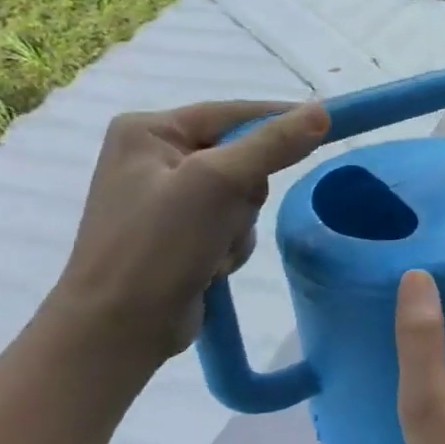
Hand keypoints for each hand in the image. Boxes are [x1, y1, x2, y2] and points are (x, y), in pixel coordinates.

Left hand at [48, 99, 329, 366]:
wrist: (117, 331)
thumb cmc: (157, 246)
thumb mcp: (218, 184)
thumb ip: (272, 144)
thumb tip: (322, 111)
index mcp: (149, 131)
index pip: (235, 113)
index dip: (281, 121)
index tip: (327, 127)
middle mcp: (155, 157)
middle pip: (243, 157)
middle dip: (246, 193)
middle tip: (228, 215)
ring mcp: (167, 198)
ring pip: (243, 195)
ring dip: (240, 225)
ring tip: (212, 249)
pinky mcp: (179, 233)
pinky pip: (231, 223)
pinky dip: (230, 245)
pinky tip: (208, 266)